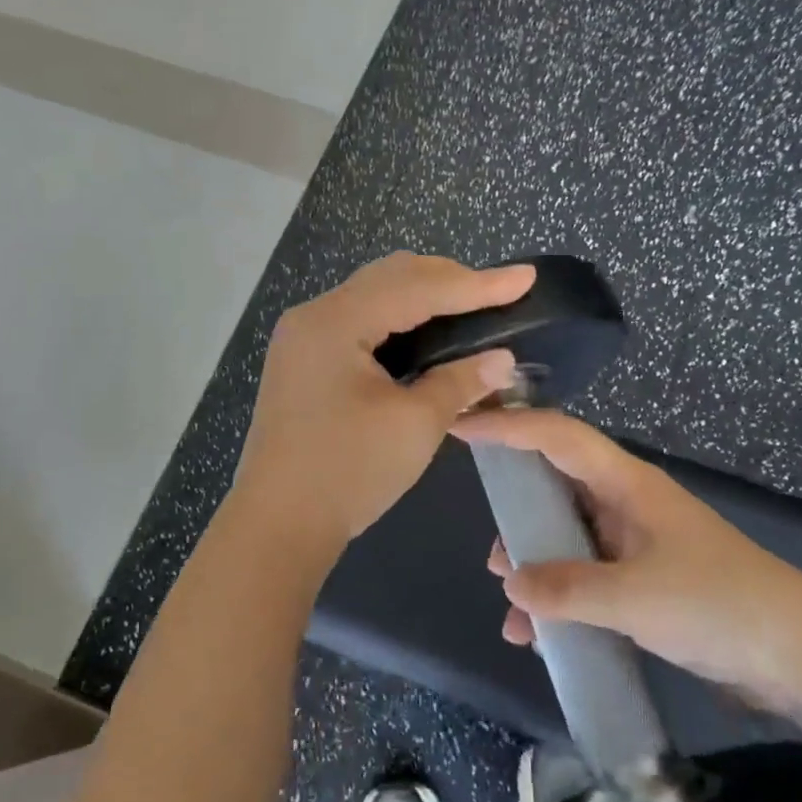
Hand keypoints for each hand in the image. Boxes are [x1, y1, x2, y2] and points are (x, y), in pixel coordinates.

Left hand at [229, 253, 535, 554]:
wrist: (277, 525)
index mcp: (336, 322)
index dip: (476, 283)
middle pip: (392, 276)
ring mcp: (304, 335)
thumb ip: (460, 381)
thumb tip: (503, 359)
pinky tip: (426, 332)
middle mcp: (315, 314)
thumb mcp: (414, 425)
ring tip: (470, 307)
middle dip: (449, 280)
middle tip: (498, 294)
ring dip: (423, 295)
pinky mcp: (304, 356)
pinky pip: (359, 317)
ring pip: (374, 293)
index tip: (524, 276)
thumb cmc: (347, 473)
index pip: (418, 287)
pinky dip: (398, 316)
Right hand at [460, 409, 801, 710]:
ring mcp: (636, 544)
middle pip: (557, 486)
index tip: (462, 426)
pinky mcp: (645, 583)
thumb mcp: (635, 598)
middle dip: (518, 511)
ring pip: (569, 538)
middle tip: (488, 544)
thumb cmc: (719, 605)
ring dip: (537, 565)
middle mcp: (626, 504)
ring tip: (509, 601)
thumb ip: (567, 589)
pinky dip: (561, 600)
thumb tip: (509, 581)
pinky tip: (539, 637)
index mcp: (626, 484)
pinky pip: (587, 578)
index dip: (509, 427)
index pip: (557, 437)